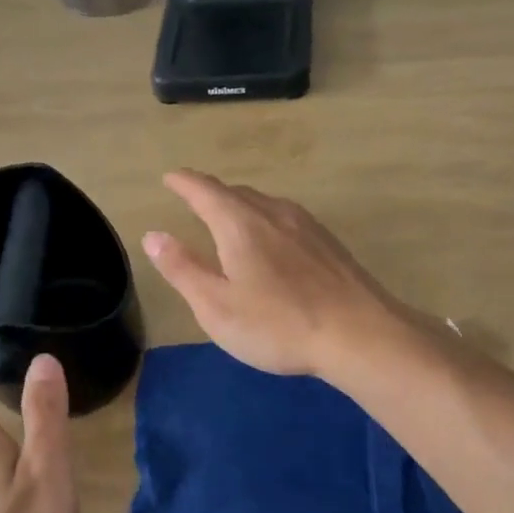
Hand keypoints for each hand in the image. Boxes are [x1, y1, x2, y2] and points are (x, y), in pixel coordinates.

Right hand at [142, 170, 401, 377]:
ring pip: (264, 204)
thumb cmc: (278, 324)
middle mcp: (273, 212)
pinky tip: (272, 242)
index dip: (183, 182)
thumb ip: (182, 268)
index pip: (204, 190)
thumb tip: (153, 235)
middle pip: (236, 192)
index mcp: (240, 223)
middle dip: (211, 193)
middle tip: (194, 200)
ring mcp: (306, 225)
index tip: (170, 177)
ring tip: (229, 219)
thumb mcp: (216, 306)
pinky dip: (266, 220)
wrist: (360, 335)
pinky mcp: (328, 243)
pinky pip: (286, 218)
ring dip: (241, 205)